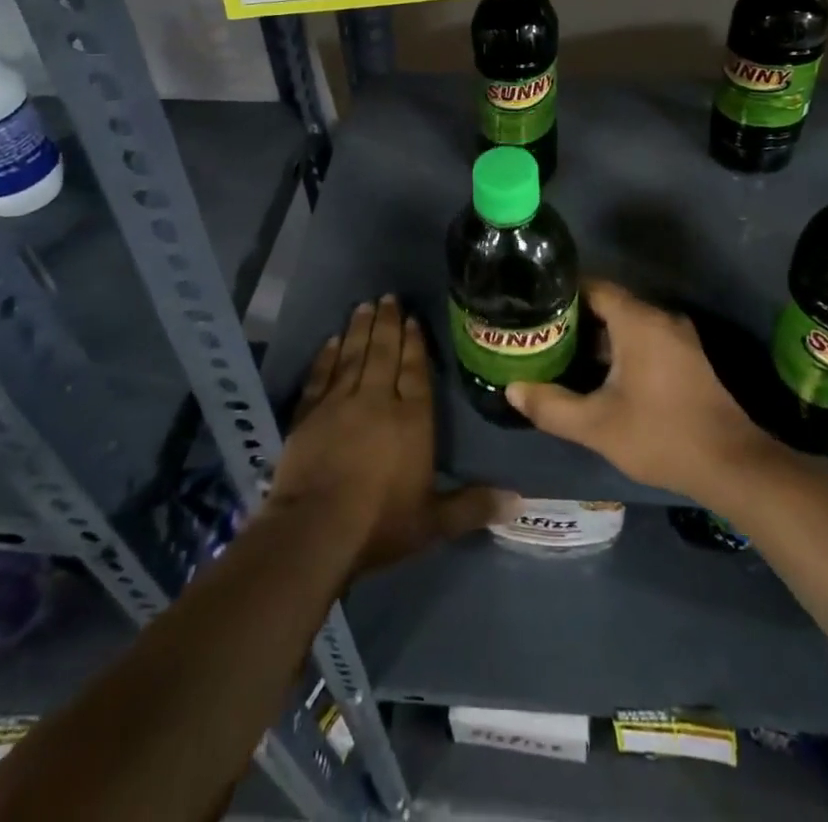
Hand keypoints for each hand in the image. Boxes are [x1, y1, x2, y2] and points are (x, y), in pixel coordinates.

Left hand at [270, 295, 501, 572]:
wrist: (315, 531)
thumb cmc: (380, 524)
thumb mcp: (433, 522)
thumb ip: (473, 506)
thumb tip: (519, 500)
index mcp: (411, 419)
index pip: (415, 371)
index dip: (415, 343)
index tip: (413, 318)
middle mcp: (377, 400)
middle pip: (384, 353)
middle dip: (388, 323)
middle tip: (389, 297)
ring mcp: (339, 403)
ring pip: (353, 356)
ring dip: (360, 329)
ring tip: (365, 305)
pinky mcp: (308, 414)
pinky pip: (321, 375)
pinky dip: (326, 355)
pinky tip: (332, 339)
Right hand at [507, 280, 781, 505]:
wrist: (730, 464)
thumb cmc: (660, 435)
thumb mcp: (596, 425)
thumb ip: (551, 406)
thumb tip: (512, 389)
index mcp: (638, 321)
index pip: (593, 287)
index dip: (561, 293)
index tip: (532, 305)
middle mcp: (659, 318)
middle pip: (608, 303)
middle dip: (573, 317)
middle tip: (538, 332)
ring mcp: (677, 338)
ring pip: (626, 323)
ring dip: (595, 335)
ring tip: (558, 351)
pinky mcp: (685, 357)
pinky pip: (642, 338)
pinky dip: (617, 347)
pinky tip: (594, 372)